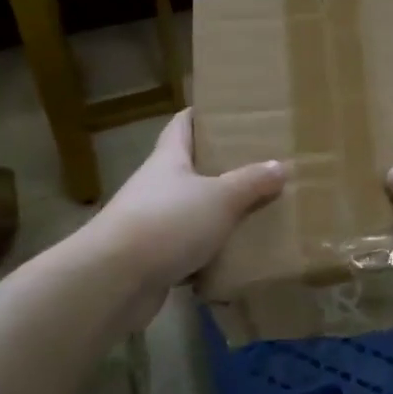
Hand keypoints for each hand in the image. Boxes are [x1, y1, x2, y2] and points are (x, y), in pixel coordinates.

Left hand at [91, 110, 285, 323]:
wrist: (113, 282)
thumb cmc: (167, 223)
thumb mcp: (220, 198)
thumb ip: (251, 182)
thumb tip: (279, 166)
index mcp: (168, 160)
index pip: (182, 125)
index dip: (200, 115)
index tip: (226, 111)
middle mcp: (156, 186)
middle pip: (189, 169)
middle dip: (219, 167)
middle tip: (257, 164)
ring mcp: (151, 224)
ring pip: (190, 211)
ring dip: (216, 213)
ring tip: (255, 211)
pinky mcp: (152, 259)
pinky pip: (188, 250)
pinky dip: (208, 253)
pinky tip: (235, 257)